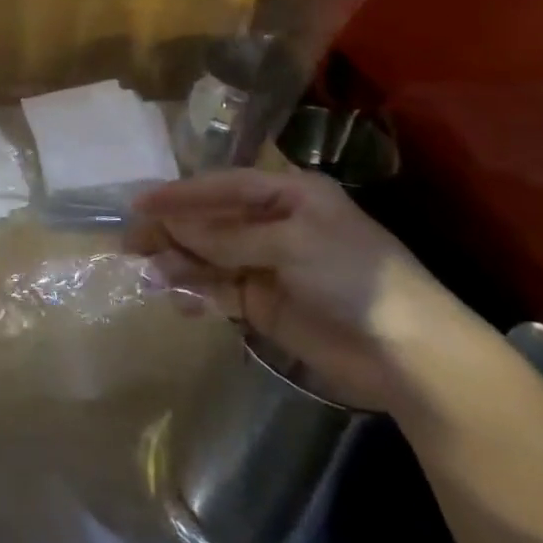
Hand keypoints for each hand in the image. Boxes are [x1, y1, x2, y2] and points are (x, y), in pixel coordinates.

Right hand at [126, 167, 491, 411]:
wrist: (410, 356)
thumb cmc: (355, 279)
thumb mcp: (292, 244)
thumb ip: (228, 237)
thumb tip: (173, 231)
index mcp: (289, 196)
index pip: (222, 186)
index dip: (180, 194)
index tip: (139, 203)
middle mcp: (273, 224)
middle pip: (209, 222)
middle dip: (172, 231)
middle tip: (132, 245)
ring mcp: (267, 265)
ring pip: (207, 257)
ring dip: (178, 264)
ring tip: (150, 277)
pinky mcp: (263, 304)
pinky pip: (218, 291)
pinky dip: (196, 293)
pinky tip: (180, 301)